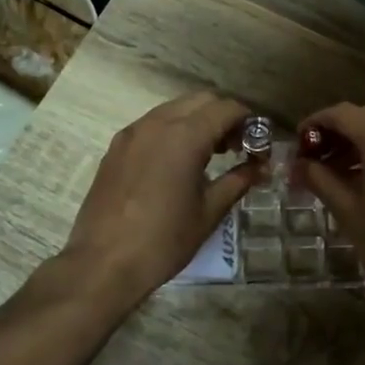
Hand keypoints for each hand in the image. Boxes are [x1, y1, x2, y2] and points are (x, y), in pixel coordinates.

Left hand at [63, 93, 257, 310]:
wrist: (103, 263)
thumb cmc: (164, 240)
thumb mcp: (209, 212)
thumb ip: (238, 181)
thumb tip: (260, 167)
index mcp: (184, 136)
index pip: (226, 108)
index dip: (248, 120)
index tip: (258, 141)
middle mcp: (156, 124)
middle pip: (200, 100)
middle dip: (223, 116)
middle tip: (236, 147)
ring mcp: (132, 133)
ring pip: (173, 109)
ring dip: (197, 121)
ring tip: (209, 155)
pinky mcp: (115, 148)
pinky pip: (152, 125)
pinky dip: (172, 131)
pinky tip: (177, 164)